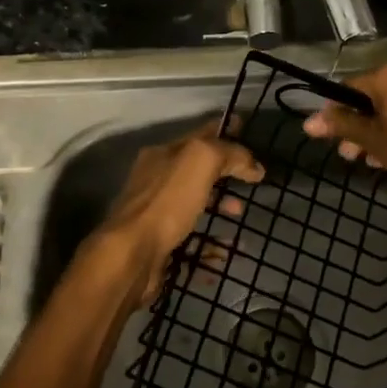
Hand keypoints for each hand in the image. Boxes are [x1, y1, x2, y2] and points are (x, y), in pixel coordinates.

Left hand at [92, 121, 263, 304]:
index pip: (199, 135)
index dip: (224, 131)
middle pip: (197, 170)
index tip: (248, 131)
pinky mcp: (160, 246)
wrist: (132, 255)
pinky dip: (212, 245)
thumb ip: (229, 154)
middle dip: (225, 172)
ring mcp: (157, 215)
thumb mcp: (201, 161)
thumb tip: (254, 166)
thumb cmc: (167, 202)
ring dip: (220, 206)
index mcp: (162, 155)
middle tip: (252, 180)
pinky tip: (229, 252)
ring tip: (241, 214)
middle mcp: (156, 181)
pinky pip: (193, 241)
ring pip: (195, 204)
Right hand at [301, 64, 386, 187]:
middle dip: (361, 127)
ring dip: (382, 128)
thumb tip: (308, 121)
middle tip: (356, 156)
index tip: (337, 139)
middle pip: (373, 97)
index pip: (348, 89)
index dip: (338, 114)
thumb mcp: (374, 140)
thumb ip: (341, 126)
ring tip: (379, 159)